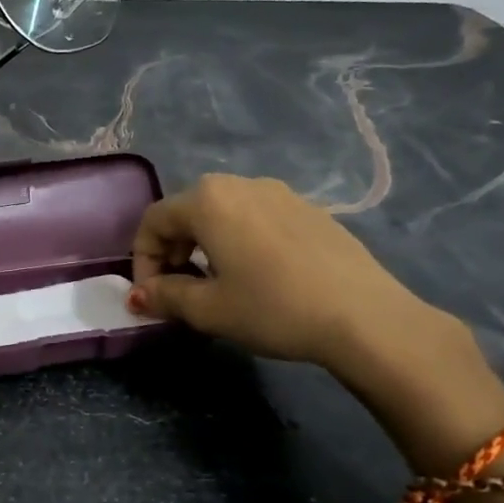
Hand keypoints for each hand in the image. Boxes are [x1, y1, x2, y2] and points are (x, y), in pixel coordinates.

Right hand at [128, 174, 448, 372]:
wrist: (365, 317)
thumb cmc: (273, 308)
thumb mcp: (209, 309)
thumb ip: (165, 297)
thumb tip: (138, 296)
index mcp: (208, 201)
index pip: (153, 221)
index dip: (142, 260)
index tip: (151, 296)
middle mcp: (240, 185)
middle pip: (187, 212)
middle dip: (172, 251)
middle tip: (178, 290)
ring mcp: (280, 193)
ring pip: (223, 214)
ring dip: (205, 245)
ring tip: (217, 284)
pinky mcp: (310, 210)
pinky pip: (256, 219)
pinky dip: (239, 241)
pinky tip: (258, 277)